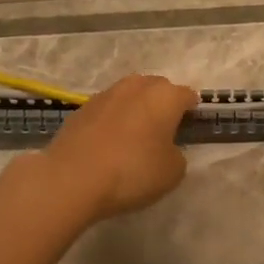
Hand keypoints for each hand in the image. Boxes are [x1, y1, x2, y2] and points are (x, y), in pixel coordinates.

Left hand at [41, 74, 197, 220]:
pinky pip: (107, 109)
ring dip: (136, 108)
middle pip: (158, 88)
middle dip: (163, 104)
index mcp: (165, 96)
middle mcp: (137, 86)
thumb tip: (167, 148)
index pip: (187, 95)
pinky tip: (109, 141)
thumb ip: (177, 154)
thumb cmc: (132, 171)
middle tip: (163, 130)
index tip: (190, 126)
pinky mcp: (82, 108)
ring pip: (130, 94)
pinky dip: (113, 119)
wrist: (72, 178)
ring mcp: (106, 94)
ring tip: (135, 134)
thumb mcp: (172, 172)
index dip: (192, 110)